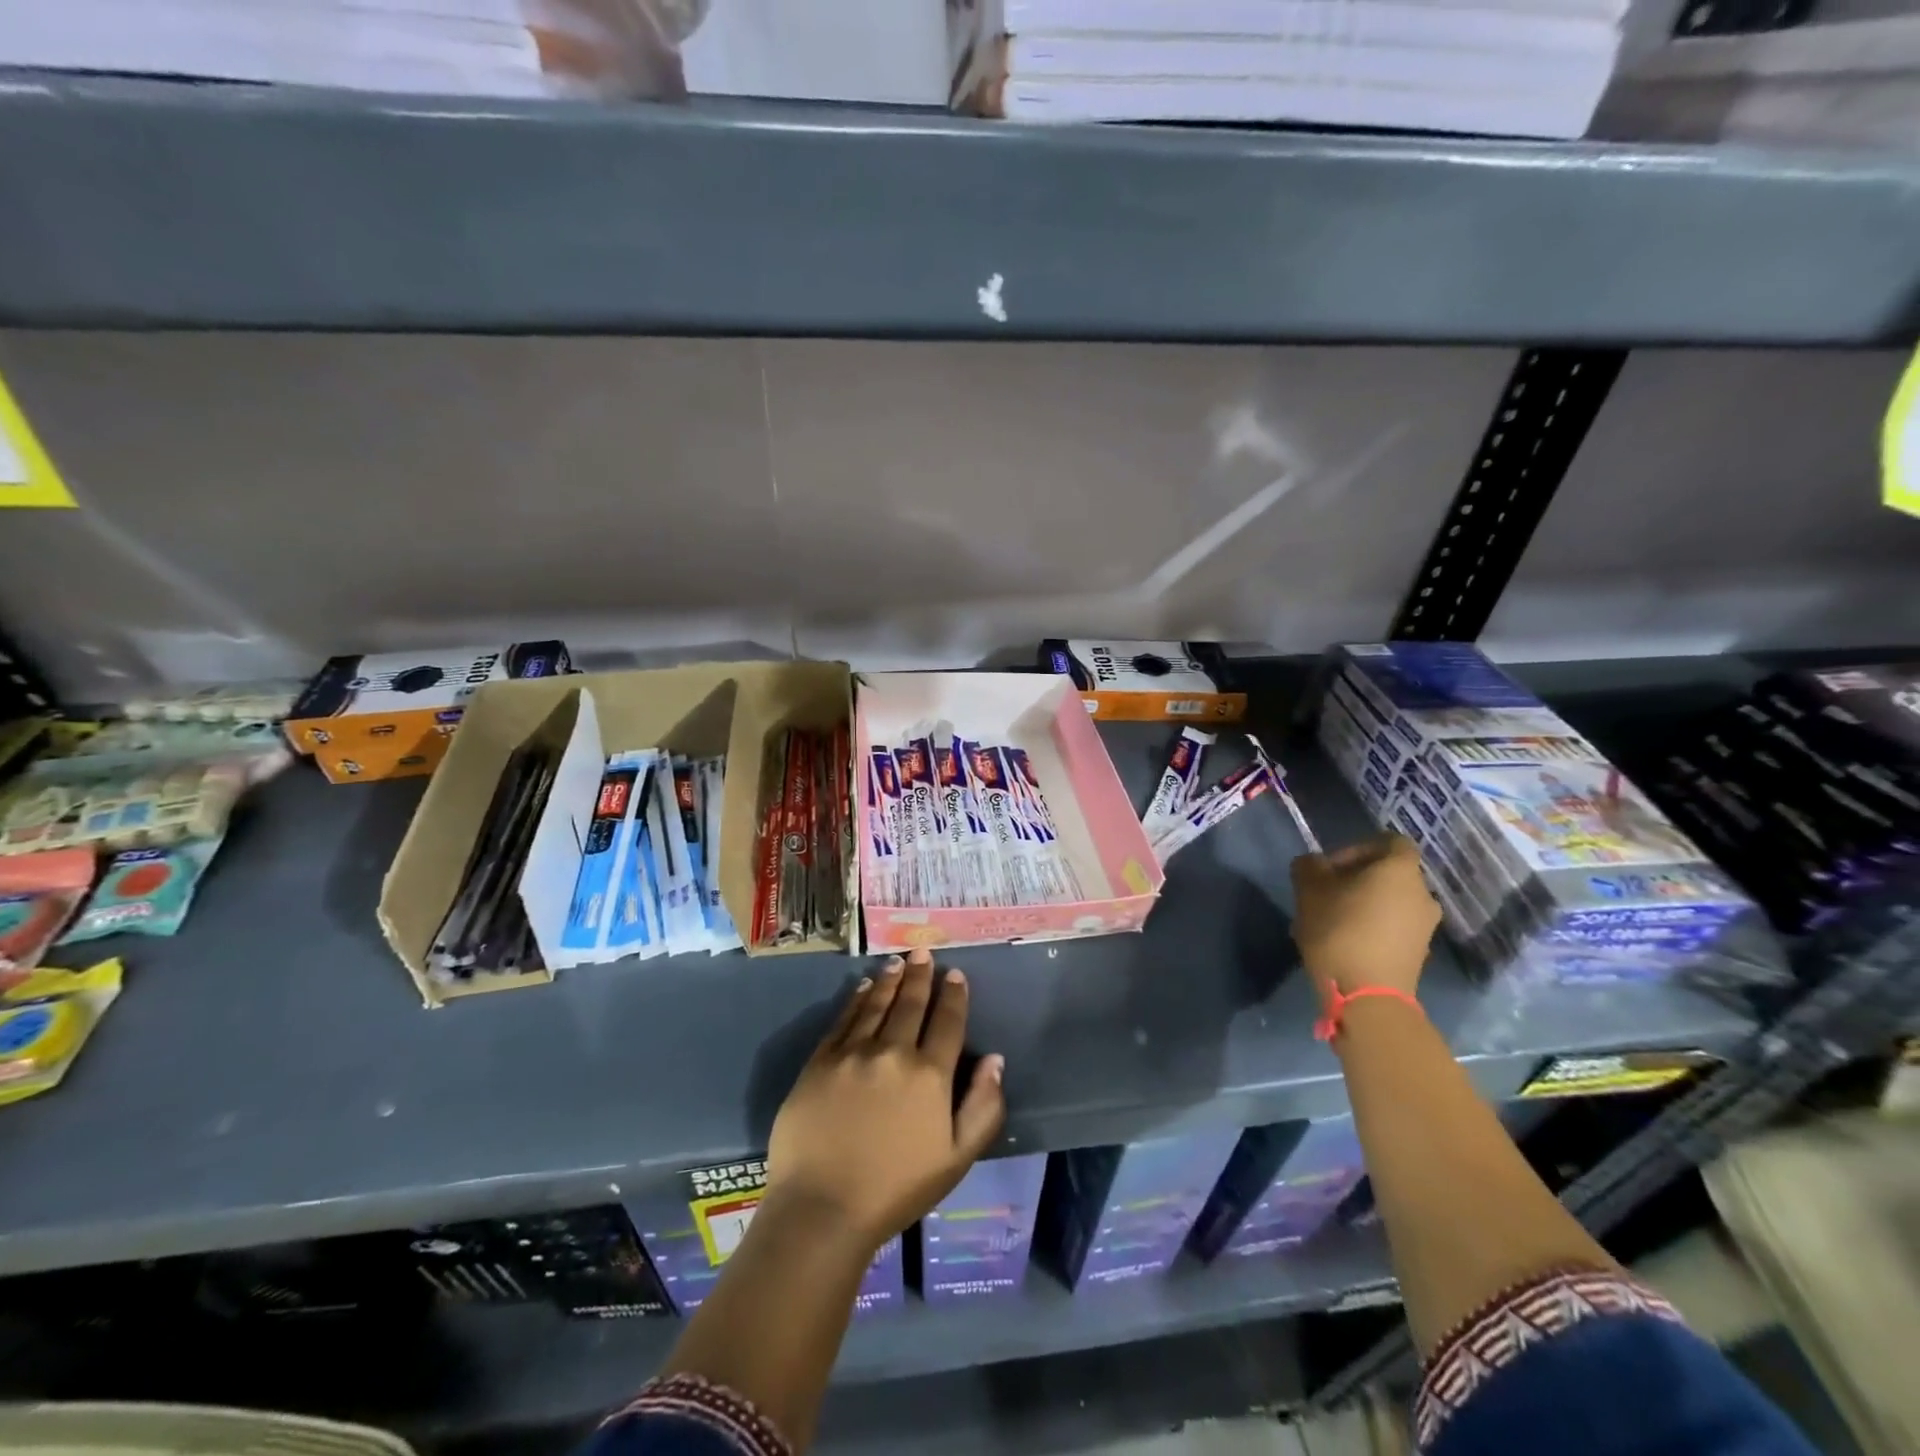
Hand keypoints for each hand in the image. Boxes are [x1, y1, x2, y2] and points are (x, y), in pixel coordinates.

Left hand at [767, 949, 1005, 1253]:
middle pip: (911, 1004)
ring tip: (898, 961)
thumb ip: (982, 1107)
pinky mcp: (821, 1060)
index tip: (955, 974)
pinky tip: (862, 987)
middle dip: (921, 975)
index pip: (947, 1022)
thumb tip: (994, 1060)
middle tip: (924, 952)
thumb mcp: (956, 1159)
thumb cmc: (896, 1189)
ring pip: (876, 1004)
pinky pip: (844, 1019)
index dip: (954, 995)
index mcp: (929, 1074)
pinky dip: (856, 999)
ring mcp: (853, 1053)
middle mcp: (893, 1052)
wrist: (822, 1208)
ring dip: (890, 979)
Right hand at [1290, 833, 1439, 997]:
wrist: (1368, 996)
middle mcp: (1422, 893)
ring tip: (1333, 919)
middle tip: (1326, 892)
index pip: (1389, 842)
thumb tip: (1313, 863)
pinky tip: (1347, 942)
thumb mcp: (1309, 891)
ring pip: (1392, 901)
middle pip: (1390, 873)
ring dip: (1365, 904)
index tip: (1331, 866)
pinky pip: (1395, 926)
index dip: (1358, 847)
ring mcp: (1425, 926)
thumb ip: (1309, 867)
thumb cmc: (1339, 931)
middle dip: (1357, 878)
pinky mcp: (1420, 952)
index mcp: (1400, 870)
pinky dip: (1374, 926)